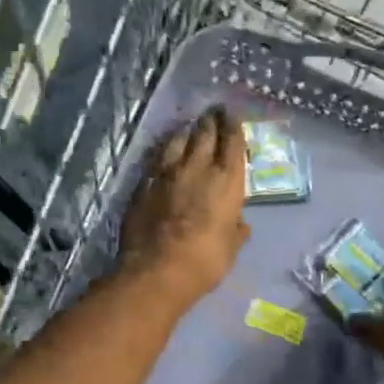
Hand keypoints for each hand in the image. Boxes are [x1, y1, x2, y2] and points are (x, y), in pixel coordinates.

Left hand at [119, 107, 248, 310]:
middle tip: (213, 112)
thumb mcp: (231, 248)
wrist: (157, 270)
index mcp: (227, 181)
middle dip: (210, 121)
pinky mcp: (144, 184)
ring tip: (189, 127)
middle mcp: (198, 168)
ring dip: (186, 131)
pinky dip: (164, 151)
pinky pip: (156, 159)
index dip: (234, 127)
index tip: (232, 116)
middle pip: (204, 134)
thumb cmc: (205, 261)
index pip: (232, 143)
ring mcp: (167, 174)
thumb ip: (236, 230)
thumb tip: (239, 223)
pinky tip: (165, 152)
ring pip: (177, 140)